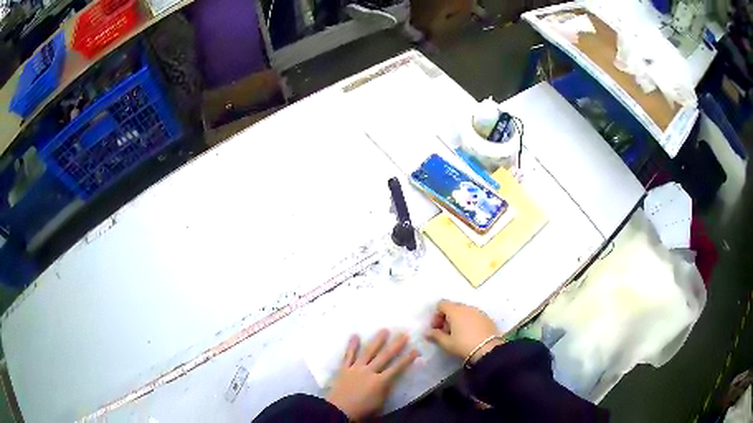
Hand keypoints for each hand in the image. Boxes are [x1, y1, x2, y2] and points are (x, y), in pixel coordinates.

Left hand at [327, 329, 418, 420]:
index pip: (397, 368)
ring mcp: (356, 368)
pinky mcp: (344, 369)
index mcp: (380, 381)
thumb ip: (386, 389)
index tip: (416, 350)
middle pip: (384, 356)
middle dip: (395, 345)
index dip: (407, 359)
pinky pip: (348, 355)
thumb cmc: (363, 410)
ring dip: (376, 341)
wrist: (339, 410)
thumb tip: (390, 380)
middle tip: (403, 334)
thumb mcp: (380, 402)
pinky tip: (355, 335)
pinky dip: (352, 346)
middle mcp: (369, 371)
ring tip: (384, 330)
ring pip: (368, 352)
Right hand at [425, 300, 502, 363]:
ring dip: (458, 320)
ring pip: (464, 311)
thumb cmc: (463, 345)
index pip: (442, 304)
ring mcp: (478, 311)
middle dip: (447, 318)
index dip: (436, 315)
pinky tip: (469, 334)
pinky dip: (468, 321)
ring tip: (458, 334)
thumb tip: (428, 333)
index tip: (437, 328)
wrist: (488, 349)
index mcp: (455, 311)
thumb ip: (435, 336)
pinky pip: (473, 316)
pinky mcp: (487, 317)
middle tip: (446, 332)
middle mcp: (467, 307)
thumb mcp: (446, 343)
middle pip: (453, 307)